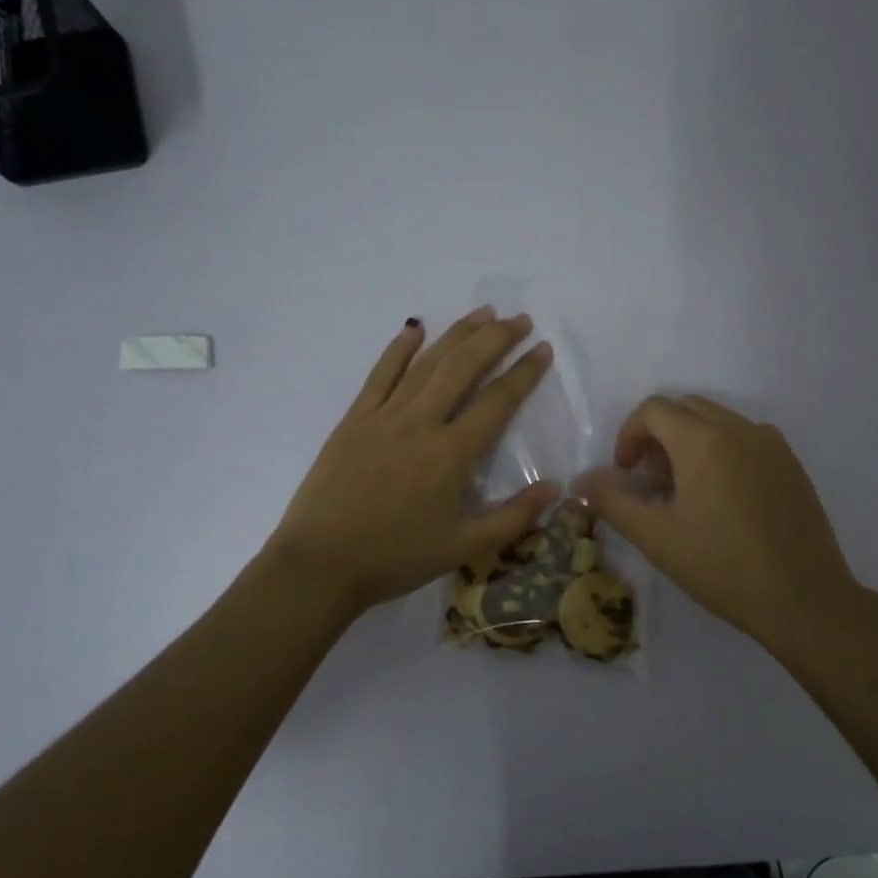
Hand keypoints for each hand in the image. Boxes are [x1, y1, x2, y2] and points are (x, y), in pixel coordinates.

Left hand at [268, 308, 560, 612]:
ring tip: (482, 313)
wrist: (321, 563)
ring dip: (457, 334)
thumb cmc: (396, 557)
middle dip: (496, 339)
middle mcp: (420, 423)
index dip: (524, 373)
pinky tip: (415, 327)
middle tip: (520, 319)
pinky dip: (399, 348)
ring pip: (426, 363)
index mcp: (451, 454)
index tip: (542, 349)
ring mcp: (383, 416)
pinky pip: (380, 374)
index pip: (497, 401)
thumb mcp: (464, 547)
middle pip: (463, 367)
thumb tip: (556, 487)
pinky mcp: (354, 419)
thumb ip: (514, 517)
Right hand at [575, 396, 863, 655]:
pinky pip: (745, 438)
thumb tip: (582, 479)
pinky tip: (722, 499)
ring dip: (689, 442)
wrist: (804, 599)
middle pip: (684, 408)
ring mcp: (771, 443)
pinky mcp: (791, 463)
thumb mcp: (657, 538)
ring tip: (685, 492)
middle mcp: (740, 429)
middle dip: (657, 436)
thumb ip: (613, 501)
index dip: (628, 436)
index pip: (653, 409)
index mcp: (703, 441)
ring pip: (716, 420)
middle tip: (651, 483)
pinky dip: (721, 451)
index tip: (626, 475)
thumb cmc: (723, 567)